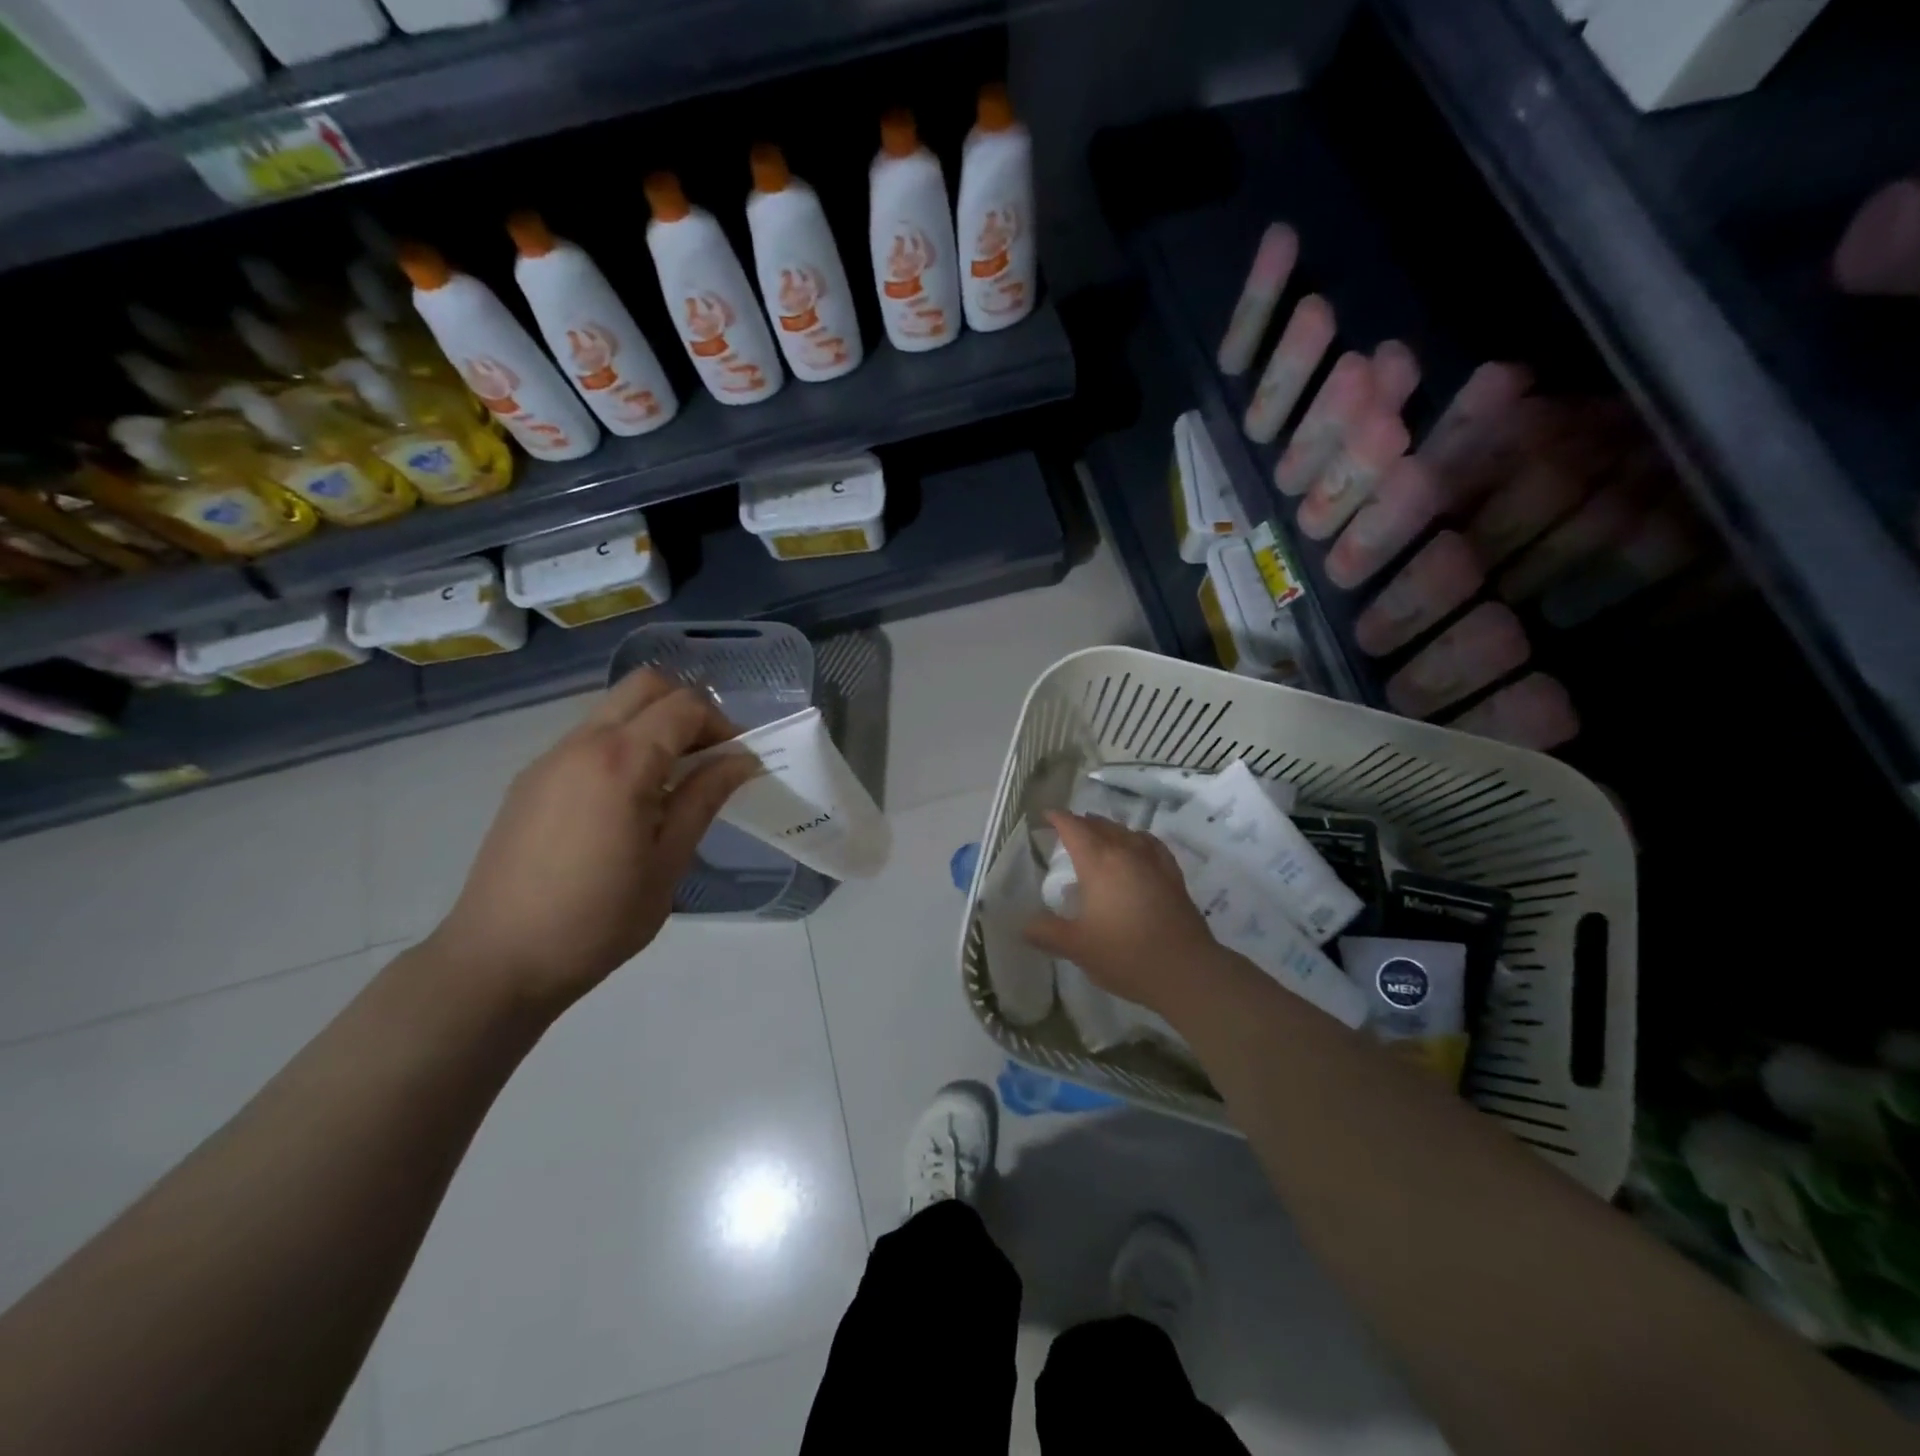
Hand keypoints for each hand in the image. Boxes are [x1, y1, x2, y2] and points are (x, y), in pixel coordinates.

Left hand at [427, 671, 759, 1016]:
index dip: (721, 725)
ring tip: (670, 783)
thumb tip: (741, 760)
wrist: (498, 959)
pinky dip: (621, 746)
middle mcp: (582, 744)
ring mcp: (550, 758)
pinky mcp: (531, 780)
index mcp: (622, 762)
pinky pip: (588, 739)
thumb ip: (704, 799)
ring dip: (653, 726)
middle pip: (646, 686)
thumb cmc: (598, 919)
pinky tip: (627, 803)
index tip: (738, 761)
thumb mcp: (668, 862)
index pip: (684, 706)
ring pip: (613, 709)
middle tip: (707, 757)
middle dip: (687, 708)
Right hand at [1023, 811, 1229, 1019]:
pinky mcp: (1173, 876)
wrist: (1186, 970)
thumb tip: (1023, 925)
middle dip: (1083, 823)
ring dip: (1109, 829)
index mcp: (1099, 862)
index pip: (1074, 828)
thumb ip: (1046, 933)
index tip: (1046, 815)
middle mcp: (1126, 853)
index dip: (1059, 819)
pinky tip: (1138, 850)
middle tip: (1068, 828)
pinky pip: (1151, 845)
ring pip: (1127, 832)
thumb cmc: (1125, 954)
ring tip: (1100, 835)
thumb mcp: (1077, 947)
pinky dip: (1137, 840)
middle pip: (1101, 826)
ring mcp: (1154, 862)